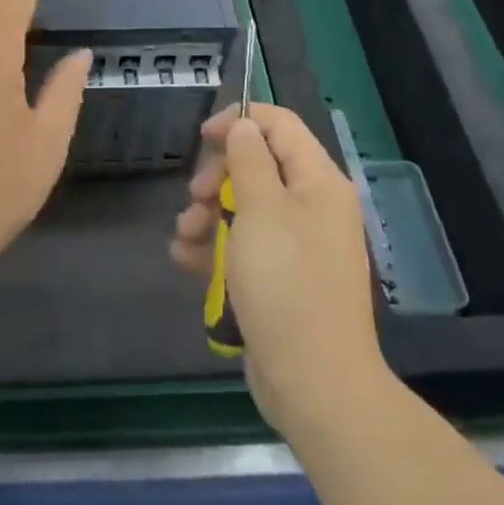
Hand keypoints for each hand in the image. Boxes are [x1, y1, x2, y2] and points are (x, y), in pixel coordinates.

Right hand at [171, 103, 385, 433]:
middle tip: (195, 197)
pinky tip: (186, 260)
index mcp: (318, 181)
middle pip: (258, 166)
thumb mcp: (260, 210)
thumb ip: (249, 160)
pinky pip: (246, 246)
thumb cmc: (287, 284)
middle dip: (218, 176)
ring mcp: (298, 244)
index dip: (240, 120)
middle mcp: (313, 206)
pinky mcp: (282, 278)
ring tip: (184, 236)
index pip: (280, 125)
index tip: (203, 136)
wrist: (315, 384)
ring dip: (208, 215)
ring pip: (245, 207)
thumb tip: (244, 126)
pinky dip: (216, 248)